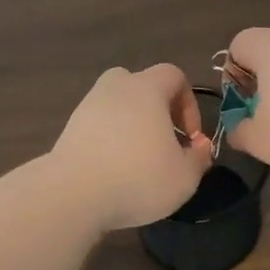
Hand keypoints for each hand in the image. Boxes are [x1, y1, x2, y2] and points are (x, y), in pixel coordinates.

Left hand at [51, 64, 211, 229]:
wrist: (73, 193)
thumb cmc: (137, 177)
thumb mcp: (184, 177)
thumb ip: (199, 158)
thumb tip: (199, 146)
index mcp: (146, 88)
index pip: (174, 75)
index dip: (189, 103)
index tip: (190, 137)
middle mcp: (115, 87)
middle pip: (141, 84)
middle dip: (157, 109)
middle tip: (163, 141)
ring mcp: (88, 105)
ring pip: (117, 105)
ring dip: (131, 125)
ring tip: (138, 159)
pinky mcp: (70, 127)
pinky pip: (98, 124)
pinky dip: (109, 139)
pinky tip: (114, 168)